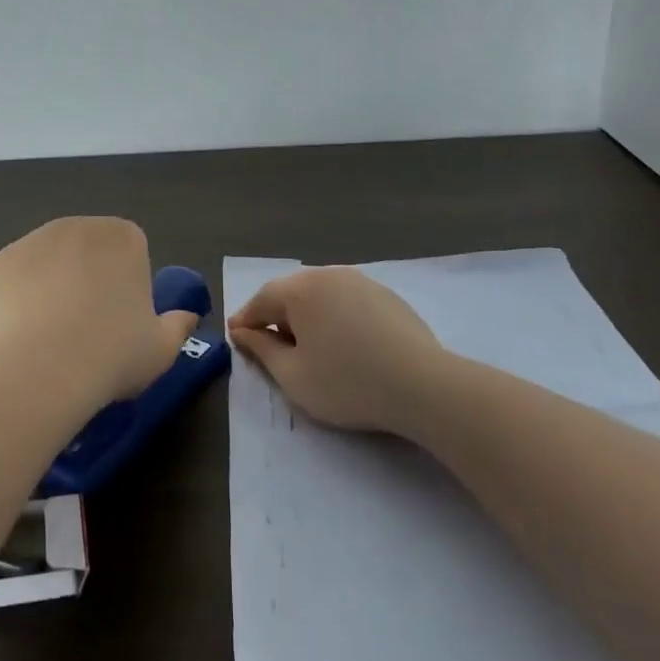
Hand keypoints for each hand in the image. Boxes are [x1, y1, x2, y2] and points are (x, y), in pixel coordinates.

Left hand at [0, 217, 198, 410]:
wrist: (35, 371)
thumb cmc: (111, 355)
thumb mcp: (161, 349)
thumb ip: (177, 327)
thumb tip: (187, 318)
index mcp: (122, 238)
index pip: (131, 249)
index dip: (128, 284)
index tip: (123, 320)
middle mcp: (75, 227)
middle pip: (87, 250)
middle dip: (88, 279)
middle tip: (88, 330)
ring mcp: (29, 243)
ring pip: (48, 264)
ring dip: (51, 288)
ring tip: (50, 339)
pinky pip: (14, 282)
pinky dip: (17, 303)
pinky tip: (20, 339)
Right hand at [228, 266, 443, 432]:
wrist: (422, 385)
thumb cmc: (347, 383)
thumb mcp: (292, 376)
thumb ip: (261, 349)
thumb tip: (242, 331)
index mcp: (299, 289)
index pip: (261, 300)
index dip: (246, 321)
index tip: (236, 339)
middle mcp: (328, 275)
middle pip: (291, 293)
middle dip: (277, 316)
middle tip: (272, 346)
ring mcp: (361, 281)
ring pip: (321, 296)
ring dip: (308, 316)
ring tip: (310, 346)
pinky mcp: (387, 296)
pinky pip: (348, 302)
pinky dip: (337, 318)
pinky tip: (346, 344)